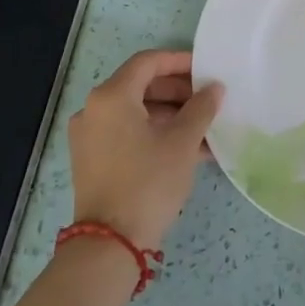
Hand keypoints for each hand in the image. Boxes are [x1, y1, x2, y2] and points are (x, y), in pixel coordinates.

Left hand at [68, 49, 221, 249]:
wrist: (110, 243)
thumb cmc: (148, 181)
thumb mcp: (182, 142)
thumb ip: (201, 108)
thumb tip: (215, 88)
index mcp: (112, 97)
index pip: (148, 62)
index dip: (179, 61)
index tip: (206, 69)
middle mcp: (94, 110)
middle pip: (140, 85)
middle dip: (178, 91)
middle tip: (208, 99)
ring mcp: (90, 136)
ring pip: (136, 112)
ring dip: (170, 114)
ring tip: (204, 126)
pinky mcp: (92, 159)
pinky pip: (127, 133)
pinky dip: (154, 133)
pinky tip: (187, 147)